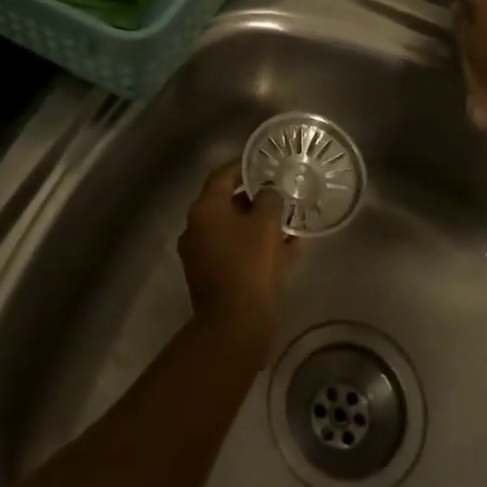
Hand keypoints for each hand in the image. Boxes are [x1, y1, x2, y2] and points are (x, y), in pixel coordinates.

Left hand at [177, 161, 300, 339]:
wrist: (235, 325)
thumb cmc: (250, 264)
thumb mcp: (266, 223)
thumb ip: (269, 199)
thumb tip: (268, 192)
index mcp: (205, 209)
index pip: (223, 175)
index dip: (244, 166)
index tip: (265, 161)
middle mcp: (196, 228)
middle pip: (227, 203)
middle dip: (255, 198)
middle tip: (281, 193)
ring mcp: (201, 255)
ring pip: (234, 230)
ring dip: (259, 225)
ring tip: (289, 222)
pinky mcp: (212, 278)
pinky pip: (237, 253)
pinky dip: (256, 248)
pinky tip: (288, 250)